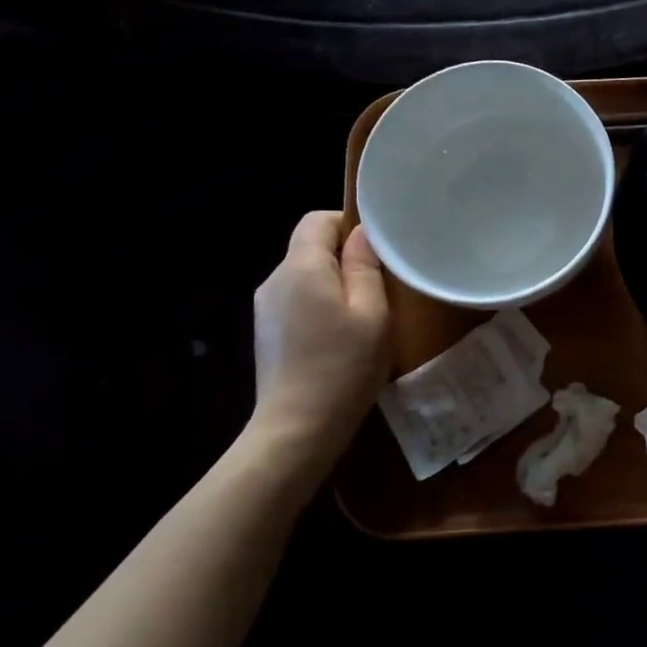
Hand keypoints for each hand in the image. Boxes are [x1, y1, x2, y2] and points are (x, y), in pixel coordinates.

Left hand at [251, 211, 391, 465]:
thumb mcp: (371, 313)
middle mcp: (275, 280)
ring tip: (364, 315)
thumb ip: (365, 267)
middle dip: (345, 258)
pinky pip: (298, 301)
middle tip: (381, 286)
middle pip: (310, 248)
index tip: (379, 249)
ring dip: (335, 285)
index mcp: (300, 267)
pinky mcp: (267, 332)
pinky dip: (321, 306)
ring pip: (306, 277)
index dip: (349, 223)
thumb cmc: (344, 365)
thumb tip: (362, 235)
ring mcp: (266, 308)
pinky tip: (341, 337)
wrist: (298, 427)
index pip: (318, 220)